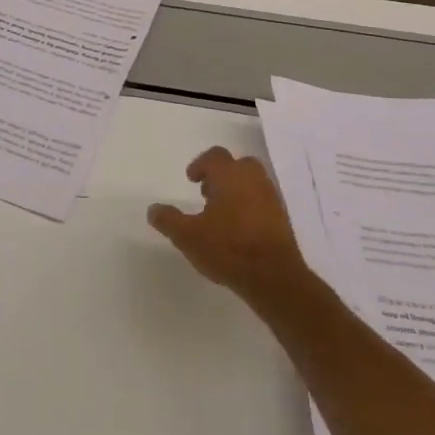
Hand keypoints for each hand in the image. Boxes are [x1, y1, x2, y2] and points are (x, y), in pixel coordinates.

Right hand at [148, 147, 312, 304]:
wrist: (274, 277)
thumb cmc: (228, 248)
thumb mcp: (187, 236)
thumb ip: (168, 220)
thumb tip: (153, 209)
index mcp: (230, 176)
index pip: (214, 156)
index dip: (200, 165)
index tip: (191, 180)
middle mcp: (253, 180)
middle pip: (237, 165)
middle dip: (221, 175)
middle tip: (207, 194)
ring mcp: (271, 199)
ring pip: (252, 183)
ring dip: (236, 191)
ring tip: (221, 215)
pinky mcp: (282, 219)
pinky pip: (262, 202)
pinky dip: (249, 207)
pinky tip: (238, 231)